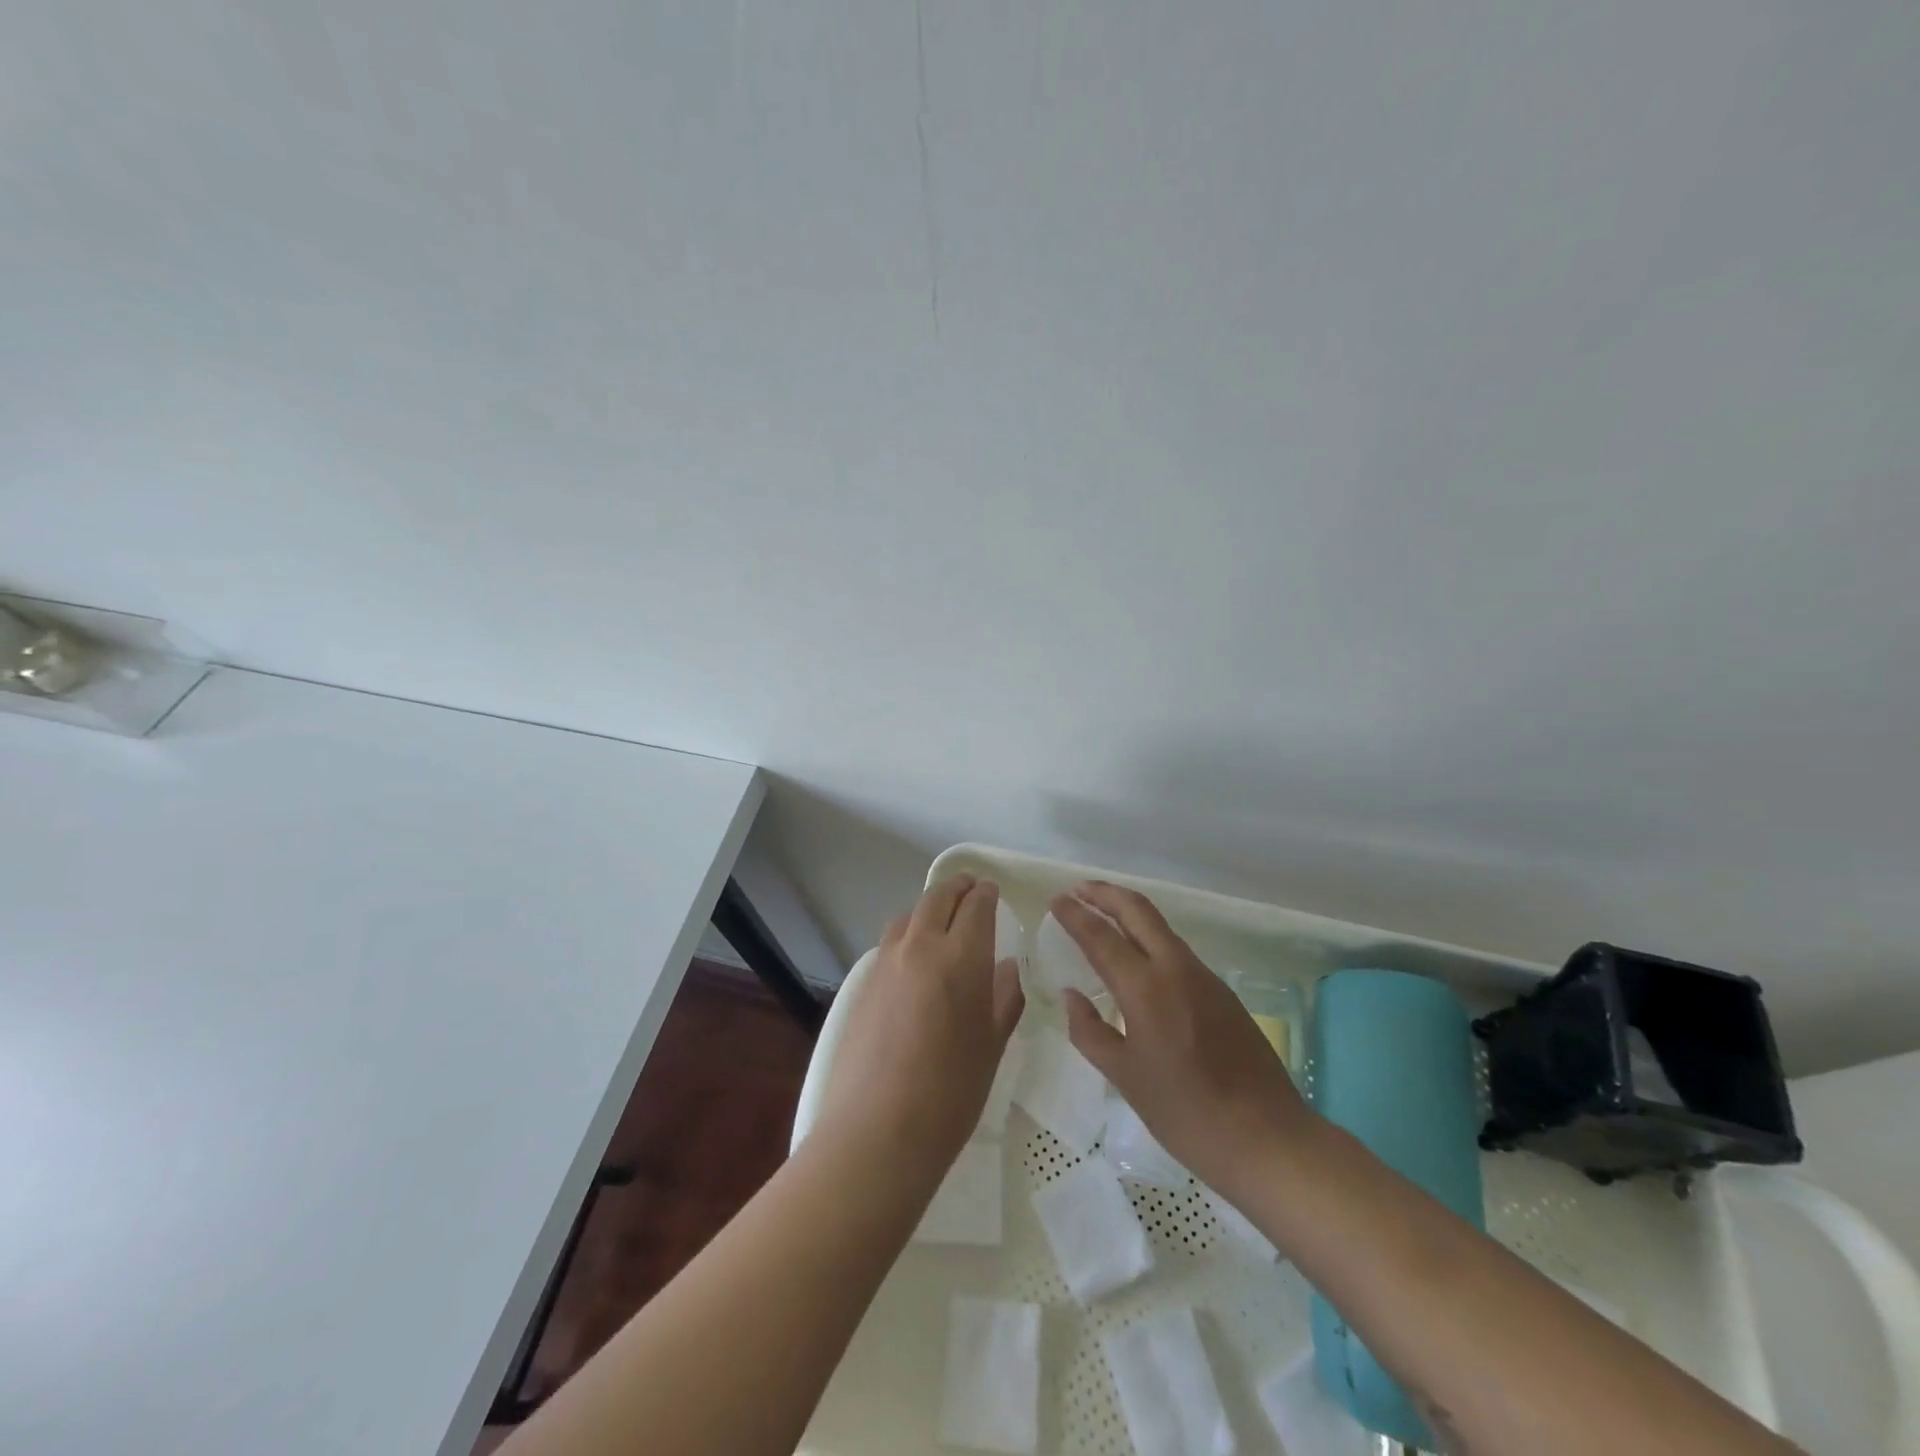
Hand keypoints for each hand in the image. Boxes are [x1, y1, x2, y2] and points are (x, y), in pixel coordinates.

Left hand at [816, 875, 1024, 1178]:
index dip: (986, 893)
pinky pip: (891, 942)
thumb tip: (1006, 967)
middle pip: (938, 897)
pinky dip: (908, 934)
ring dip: (929, 907)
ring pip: (910, 915)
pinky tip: (915, 960)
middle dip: (958, 888)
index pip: (976, 905)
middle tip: (971, 889)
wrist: (878, 1130)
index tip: (992, 891)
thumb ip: (1004, 998)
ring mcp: (887, 963)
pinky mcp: (864, 983)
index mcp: (961, 956)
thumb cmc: (951, 1092)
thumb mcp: (992, 1046)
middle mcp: (921, 946)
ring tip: (942, 921)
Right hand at [1053, 881, 1312, 1196]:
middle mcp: (1175, 969)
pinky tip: (1138, 957)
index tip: (1055, 899)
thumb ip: (1090, 1031)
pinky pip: (1176, 949)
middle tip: (1077, 889)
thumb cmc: (1186, 1113)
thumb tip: (1071, 995)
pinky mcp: (1222, 992)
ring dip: (1128, 912)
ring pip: (1160, 927)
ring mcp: (1204, 977)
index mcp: (1146, 988)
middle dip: (1105, 894)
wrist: (1268, 1137)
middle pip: (1137, 911)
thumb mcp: (1125, 1077)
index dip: (1075, 914)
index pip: (1101, 936)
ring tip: (1102, 915)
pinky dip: (1149, 937)